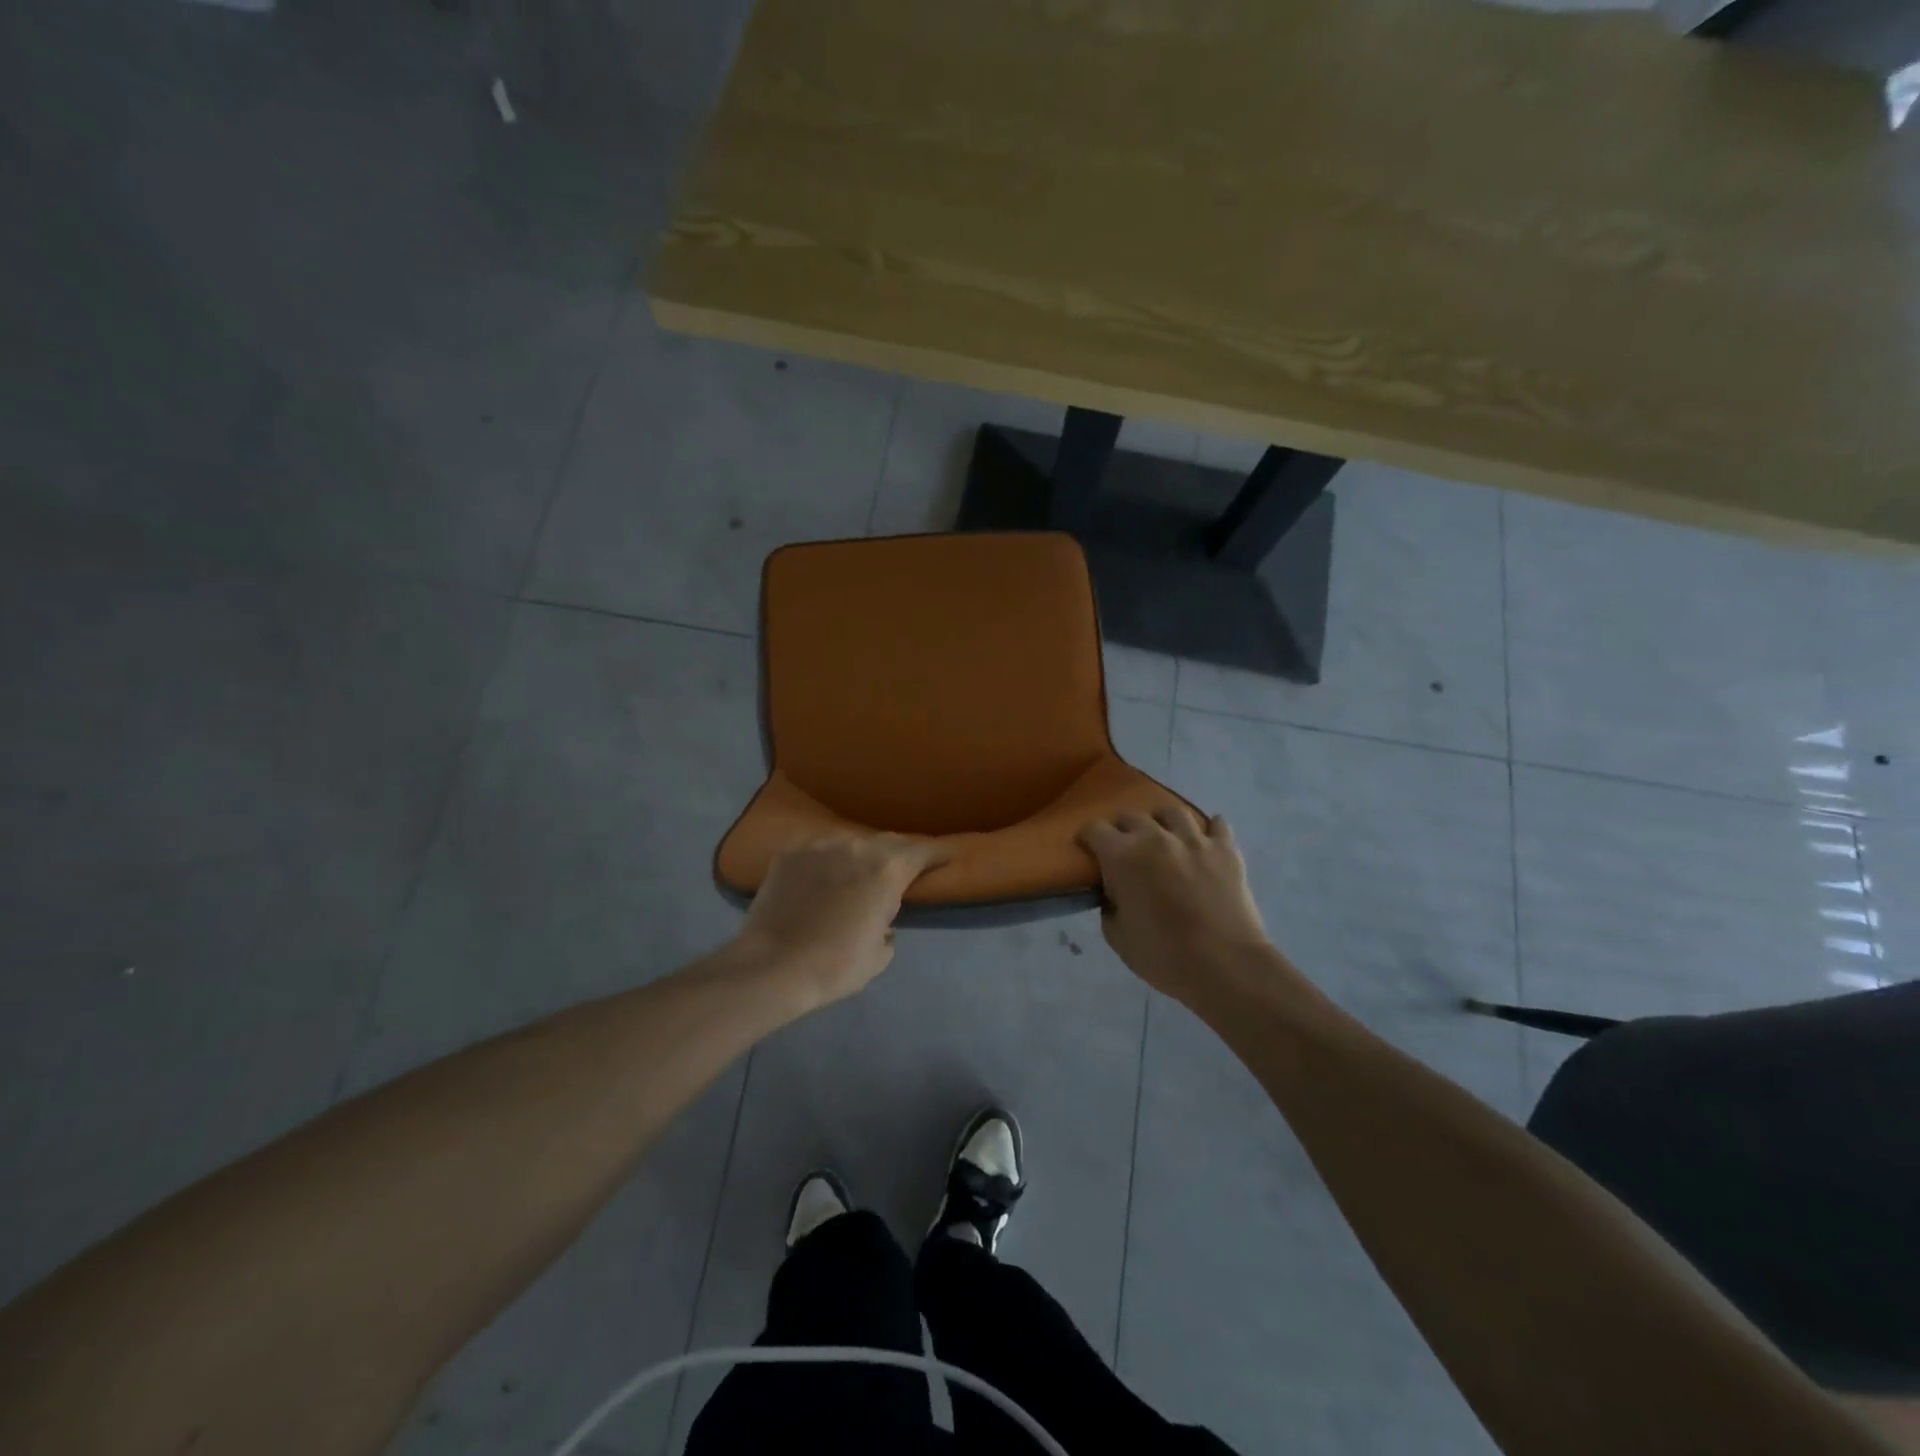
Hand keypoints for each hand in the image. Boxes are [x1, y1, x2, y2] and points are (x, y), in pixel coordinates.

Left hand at [734, 834, 949, 1008]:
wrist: (771, 967)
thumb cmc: (835, 966)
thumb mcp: (878, 956)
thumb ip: (888, 929)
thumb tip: (882, 922)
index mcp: (887, 870)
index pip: (923, 852)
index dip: (938, 854)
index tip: (947, 856)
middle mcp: (857, 846)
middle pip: (887, 842)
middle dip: (897, 856)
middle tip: (898, 873)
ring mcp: (820, 845)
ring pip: (850, 844)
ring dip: (858, 858)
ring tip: (852, 877)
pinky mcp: (789, 852)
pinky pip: (816, 851)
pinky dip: (823, 862)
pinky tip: (816, 881)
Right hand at [1078, 808, 1273, 1001]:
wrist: (1226, 966)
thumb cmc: (1164, 956)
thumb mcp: (1118, 937)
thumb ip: (1109, 906)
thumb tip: (1115, 894)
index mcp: (1122, 857)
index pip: (1094, 829)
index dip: (1087, 838)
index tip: (1088, 850)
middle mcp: (1155, 837)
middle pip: (1130, 816)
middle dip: (1122, 829)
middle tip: (1125, 849)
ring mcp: (1194, 840)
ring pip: (1172, 811)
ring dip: (1162, 821)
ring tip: (1164, 836)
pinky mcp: (1226, 849)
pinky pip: (1217, 824)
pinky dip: (1209, 829)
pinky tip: (1206, 839)